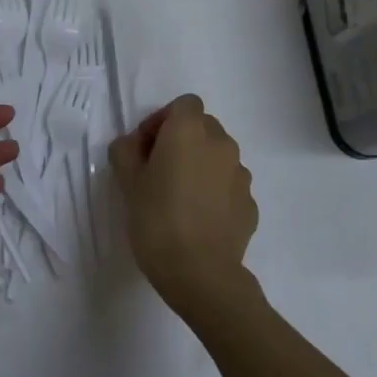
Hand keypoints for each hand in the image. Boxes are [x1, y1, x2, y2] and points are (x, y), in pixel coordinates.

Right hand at [109, 94, 258, 322]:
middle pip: (203, 127)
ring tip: (179, 198)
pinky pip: (228, 186)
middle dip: (182, 141)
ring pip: (218, 157)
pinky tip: (198, 219)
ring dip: (200, 166)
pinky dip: (215, 193)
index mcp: (189, 131)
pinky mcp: (250, 204)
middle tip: (158, 171)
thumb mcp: (127, 182)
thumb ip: (125, 151)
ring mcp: (241, 174)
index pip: (184, 104)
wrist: (200, 273)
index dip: (163, 120)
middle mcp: (221, 144)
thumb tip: (133, 144)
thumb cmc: (156, 220)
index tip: (146, 148)